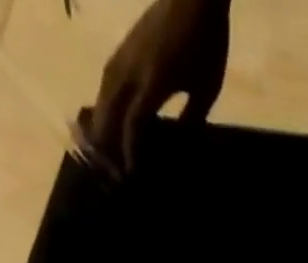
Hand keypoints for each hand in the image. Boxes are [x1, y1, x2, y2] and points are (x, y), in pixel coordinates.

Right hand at [89, 0, 230, 171]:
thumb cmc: (206, 43)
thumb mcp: (206, 90)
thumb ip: (191, 120)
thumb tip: (179, 146)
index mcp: (153, 82)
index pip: (133, 125)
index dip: (130, 152)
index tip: (132, 175)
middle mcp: (131, 69)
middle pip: (108, 113)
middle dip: (108, 144)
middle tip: (111, 171)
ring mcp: (124, 55)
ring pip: (102, 96)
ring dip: (101, 125)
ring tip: (102, 149)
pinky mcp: (123, 48)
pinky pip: (106, 81)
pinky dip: (104, 104)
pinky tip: (107, 118)